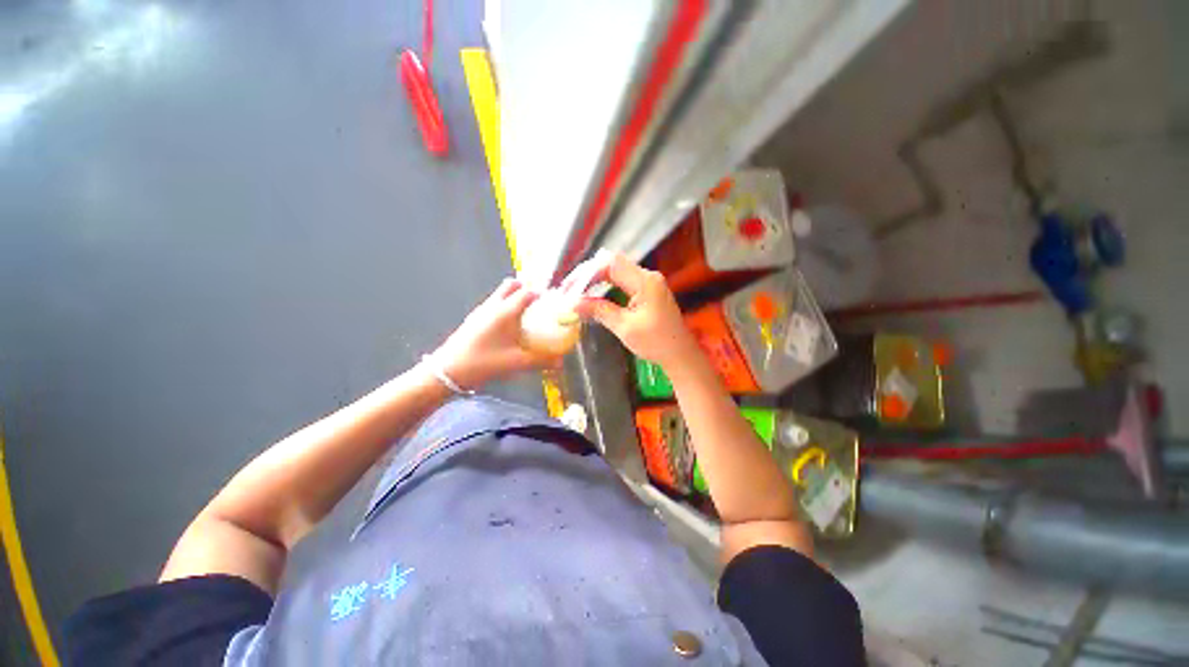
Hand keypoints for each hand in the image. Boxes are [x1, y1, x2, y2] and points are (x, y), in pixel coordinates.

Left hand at [432, 279, 556, 389]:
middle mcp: (493, 305)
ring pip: (501, 293)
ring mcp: (481, 310)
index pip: (527, 292)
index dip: (541, 293)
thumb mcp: (515, 363)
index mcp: (505, 312)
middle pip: (511, 284)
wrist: (447, 371)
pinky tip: (509, 326)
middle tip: (538, 303)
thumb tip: (560, 362)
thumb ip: (540, 361)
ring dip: (514, 296)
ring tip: (526, 314)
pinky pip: (494, 303)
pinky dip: (505, 306)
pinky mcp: (474, 318)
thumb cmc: (483, 363)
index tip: (552, 301)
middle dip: (526, 288)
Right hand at [573, 253, 698, 369]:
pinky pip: (623, 280)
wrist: (679, 354)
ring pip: (616, 271)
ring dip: (596, 279)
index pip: (610, 264)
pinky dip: (606, 285)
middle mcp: (648, 276)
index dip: (587, 273)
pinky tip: (594, 294)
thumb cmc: (655, 343)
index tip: (571, 288)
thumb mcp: (624, 327)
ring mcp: (649, 282)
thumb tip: (573, 304)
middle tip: (570, 289)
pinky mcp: (648, 290)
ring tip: (577, 291)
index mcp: (645, 281)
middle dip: (589, 274)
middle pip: (612, 264)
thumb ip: (599, 311)